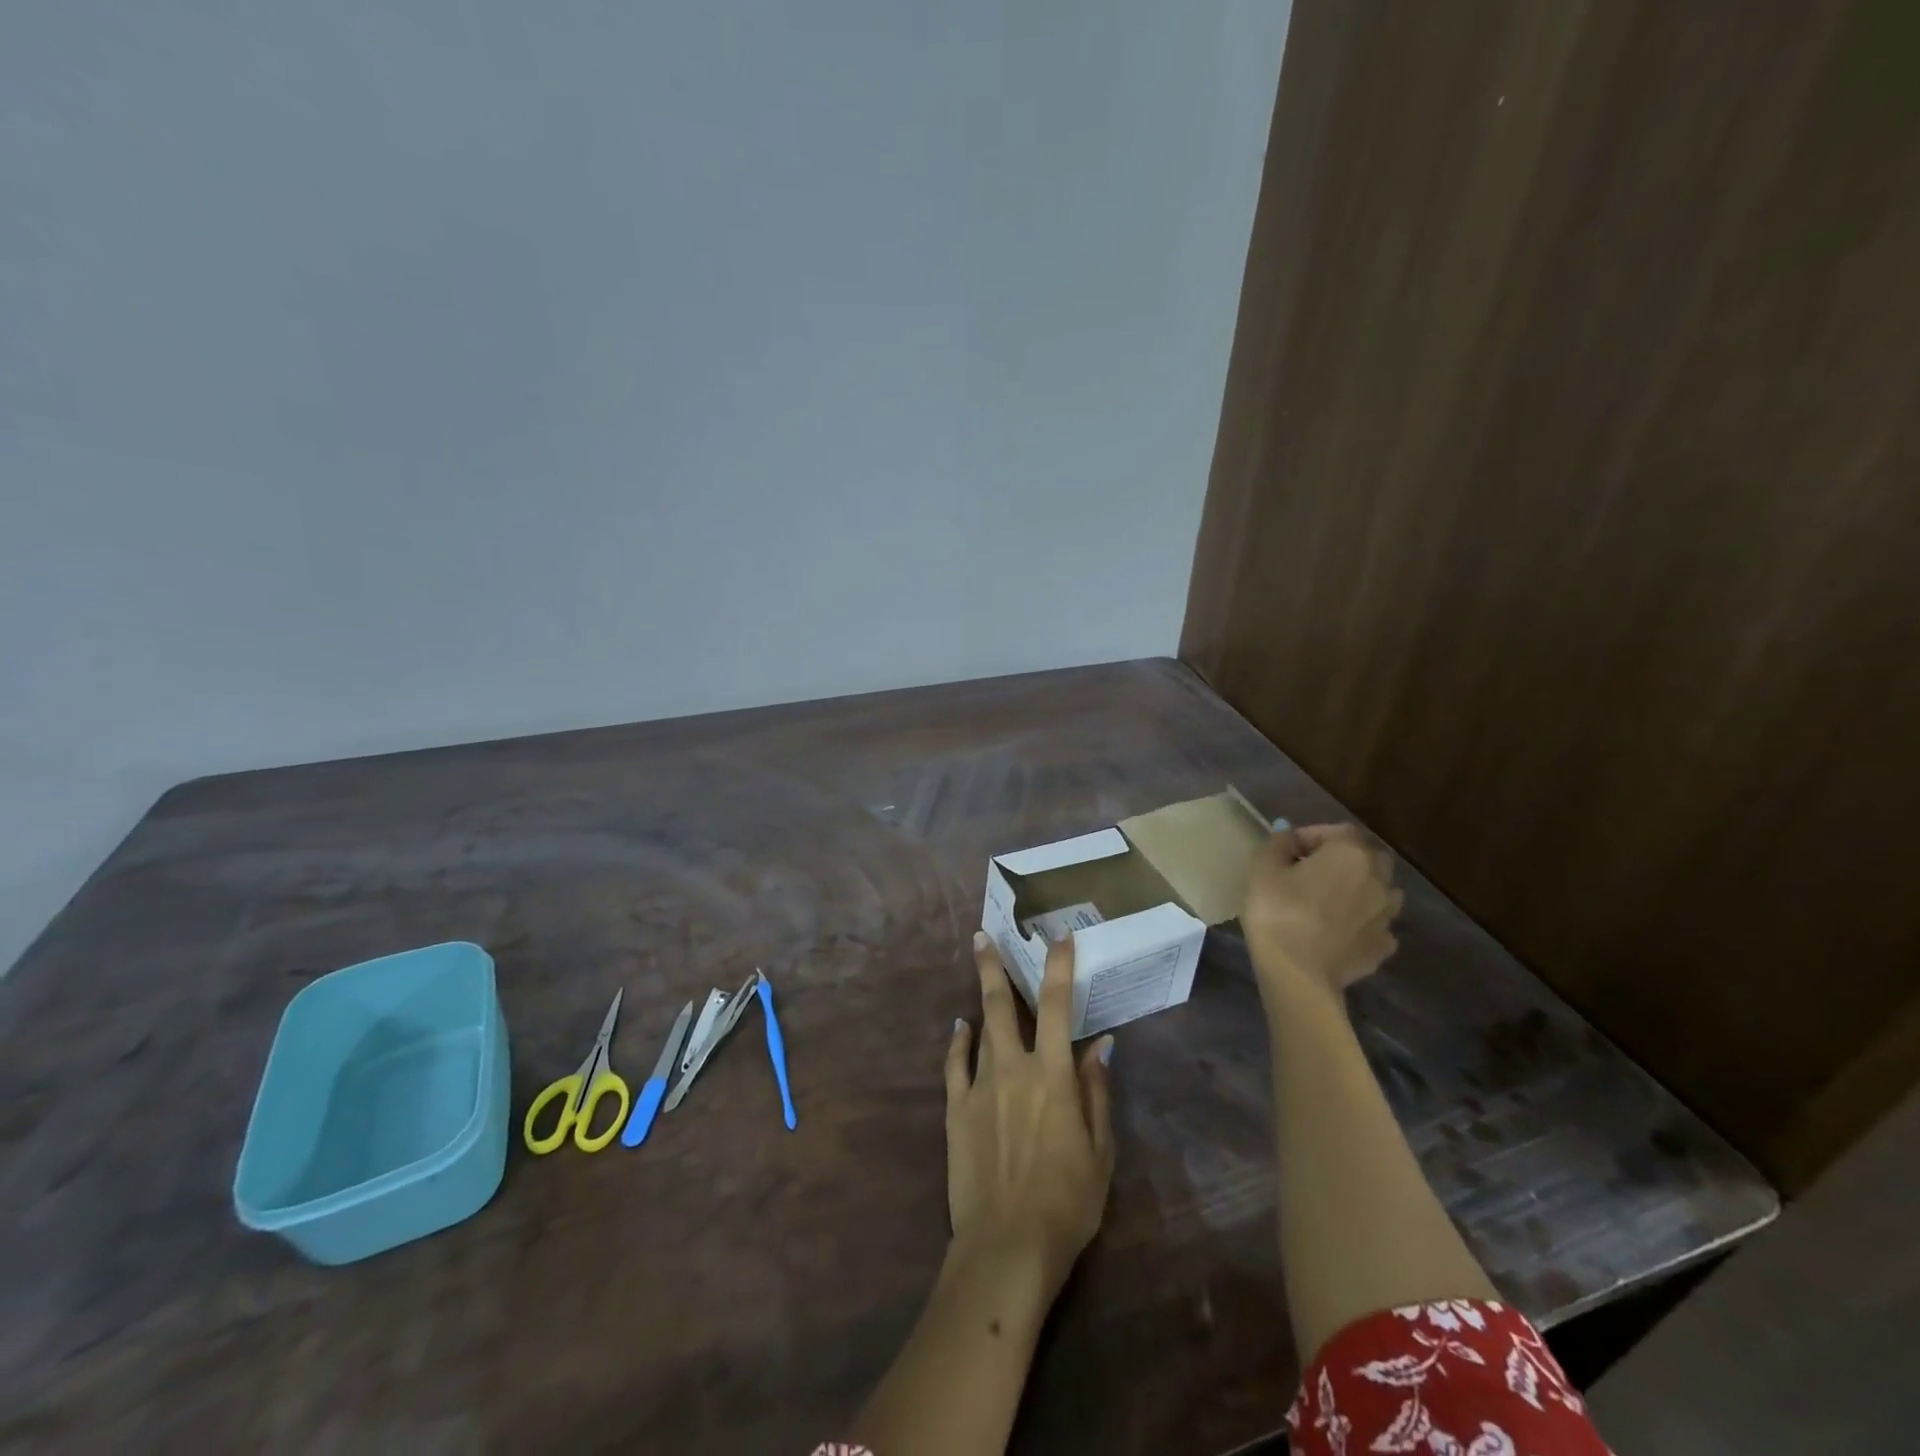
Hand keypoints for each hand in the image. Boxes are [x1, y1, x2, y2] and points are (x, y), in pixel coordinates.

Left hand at [946, 932, 1115, 1298]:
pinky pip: (954, 1064)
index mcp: (1053, 1074)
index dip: (1059, 966)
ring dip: (979, 995)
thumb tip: (1101, 1044)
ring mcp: (979, 1085)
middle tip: (982, 934)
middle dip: (993, 964)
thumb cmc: (1067, 1202)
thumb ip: (1097, 1091)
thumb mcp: (1100, 1151)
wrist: (1006, 1246)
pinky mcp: (955, 1108)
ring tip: (978, 966)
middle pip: (1001, 1004)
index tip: (1058, 937)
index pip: (1057, 1005)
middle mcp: (1013, 1067)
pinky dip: (957, 1041)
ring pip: (978, 1026)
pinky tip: (959, 1028)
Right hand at [1242, 823, 1403, 1002]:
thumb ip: (1278, 844)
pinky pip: (1377, 925)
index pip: (1337, 830)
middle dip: (1344, 860)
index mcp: (1350, 853)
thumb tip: (1288, 834)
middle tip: (1312, 872)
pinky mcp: (1384, 946)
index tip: (1287, 850)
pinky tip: (1342, 931)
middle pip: (1367, 858)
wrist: (1298, 972)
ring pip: (1381, 891)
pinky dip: (1363, 923)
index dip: (1310, 836)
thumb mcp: (1262, 869)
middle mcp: (1378, 879)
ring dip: (1360, 889)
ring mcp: (1386, 915)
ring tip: (1331, 901)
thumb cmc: (1277, 911)